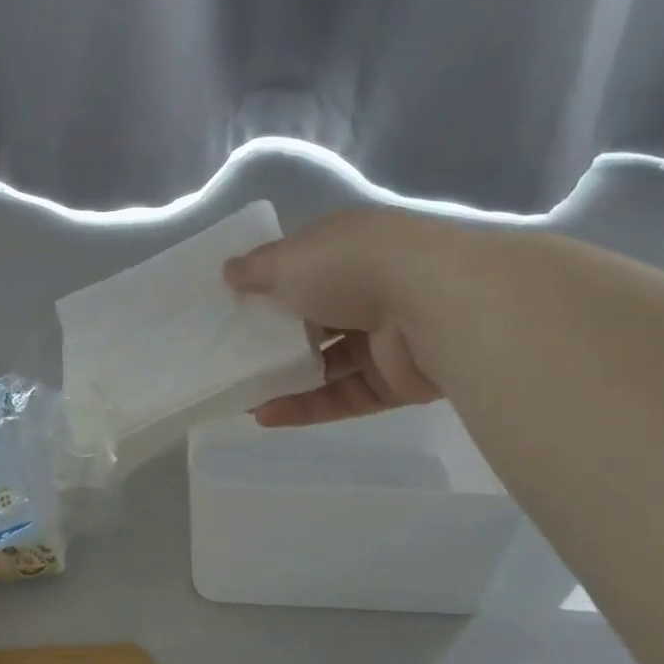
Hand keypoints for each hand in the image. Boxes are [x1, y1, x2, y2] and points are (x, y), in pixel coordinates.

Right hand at [224, 208, 445, 426]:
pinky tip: (265, 415)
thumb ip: (256, 270)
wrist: (435, 305)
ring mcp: (385, 338)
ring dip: (285, 379)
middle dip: (275, 338)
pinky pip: (344, 396)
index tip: (233, 307)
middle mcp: (369, 289)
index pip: (302, 267)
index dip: (268, 286)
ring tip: (240, 394)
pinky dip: (306, 406)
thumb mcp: (289, 259)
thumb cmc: (351, 267)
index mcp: (348, 249)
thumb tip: (228, 272)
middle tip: (232, 357)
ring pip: (328, 363)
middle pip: (314, 318)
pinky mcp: (395, 382)